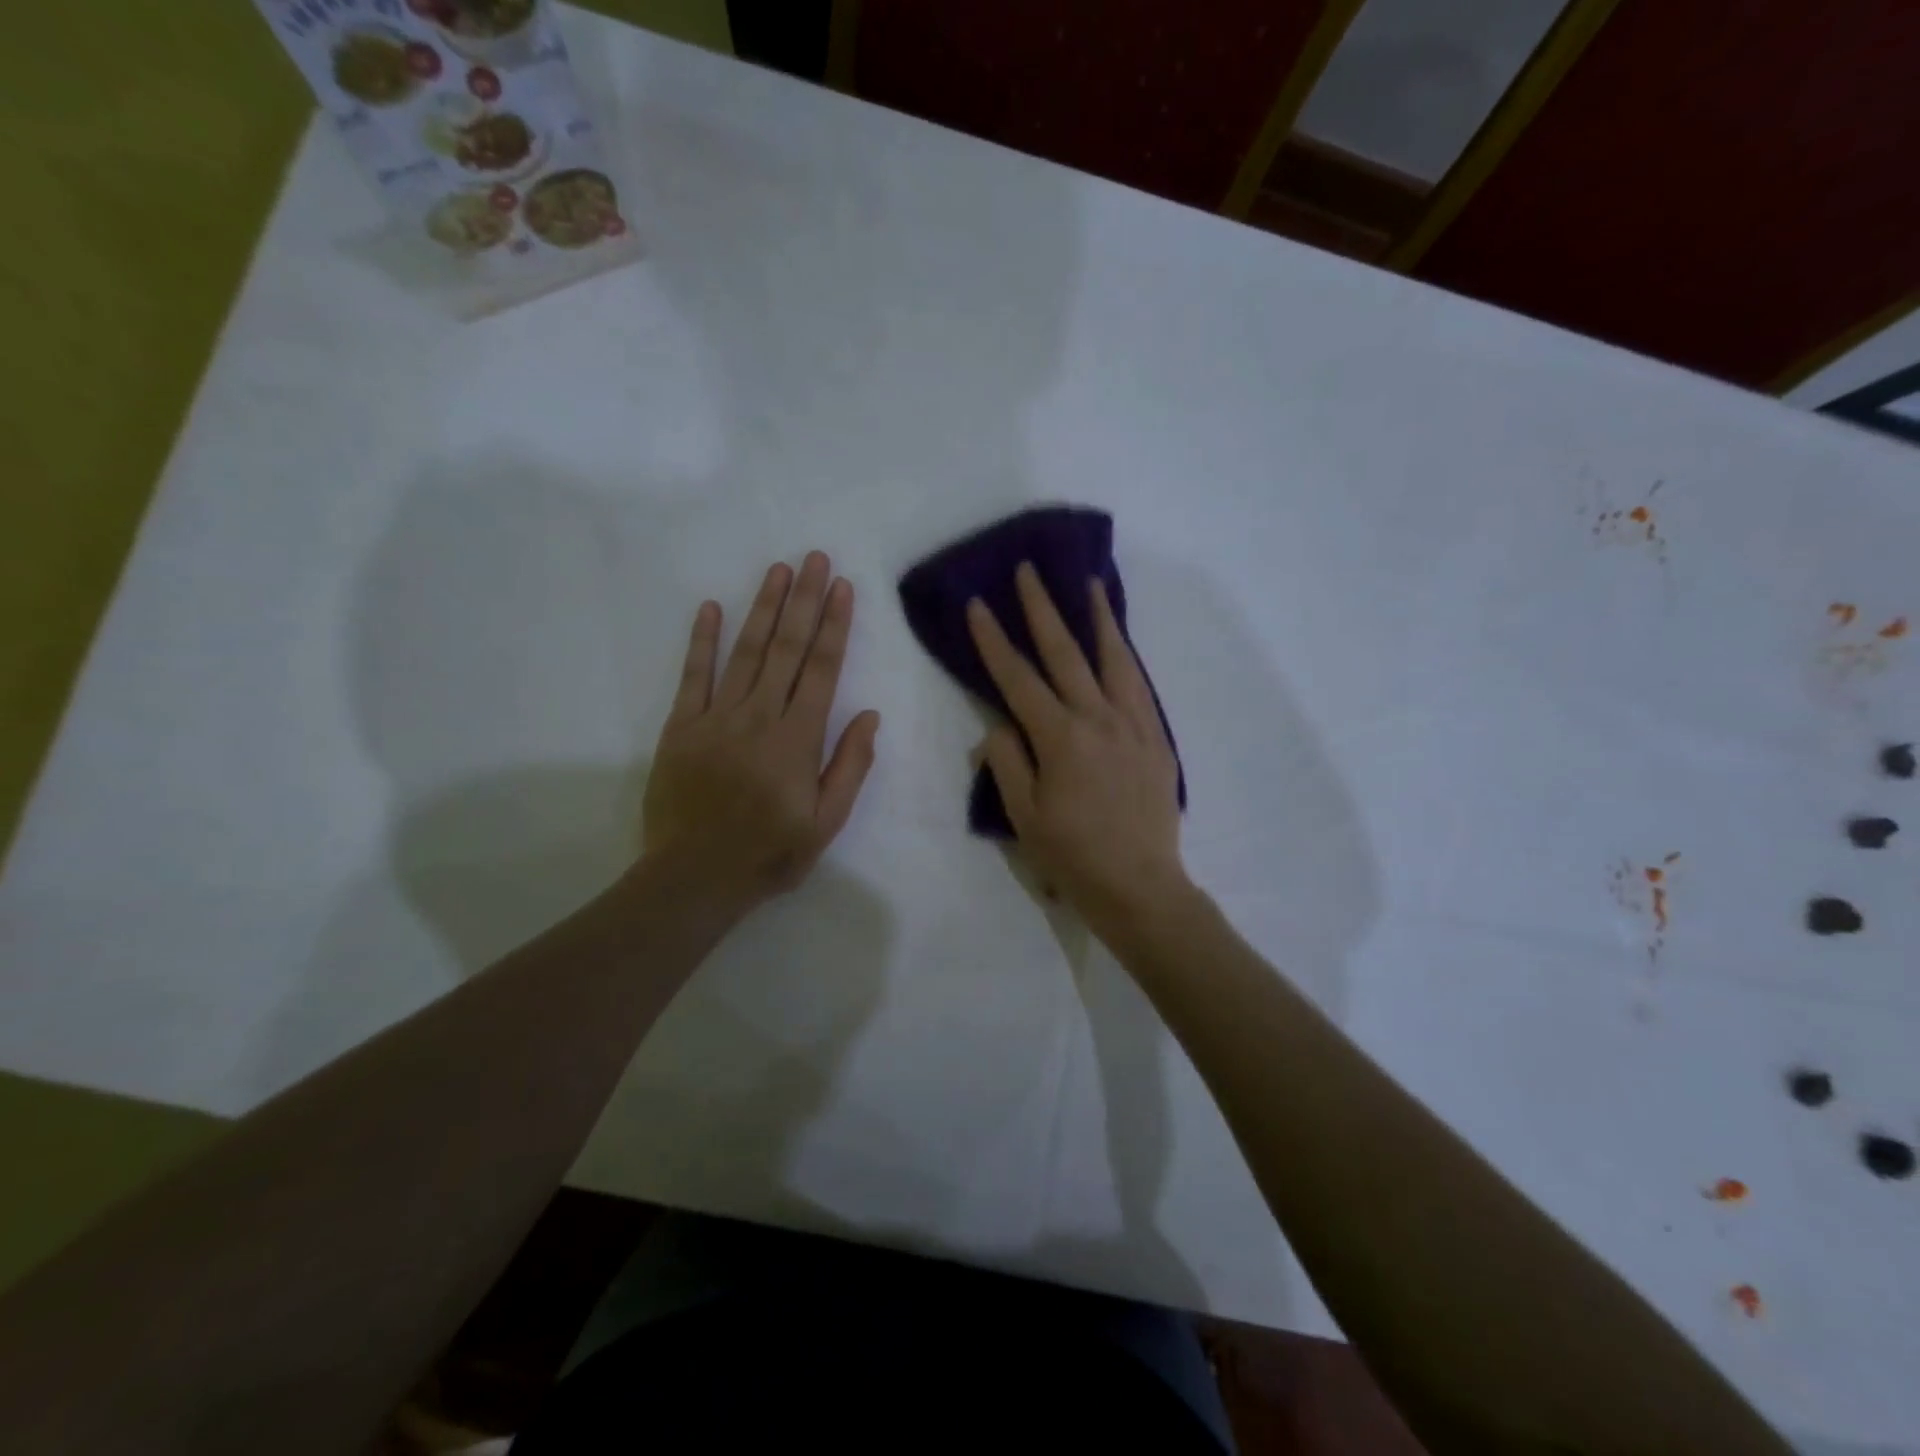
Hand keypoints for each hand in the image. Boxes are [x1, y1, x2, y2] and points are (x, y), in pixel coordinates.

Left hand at [643, 553, 880, 913]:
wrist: (694, 877)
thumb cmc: (769, 853)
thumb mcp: (826, 822)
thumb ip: (849, 766)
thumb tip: (869, 716)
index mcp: (798, 738)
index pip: (822, 669)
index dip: (835, 625)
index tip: (843, 588)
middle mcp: (760, 716)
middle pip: (787, 648)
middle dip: (804, 600)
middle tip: (815, 558)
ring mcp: (717, 717)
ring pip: (746, 651)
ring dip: (763, 607)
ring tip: (778, 570)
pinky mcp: (682, 726)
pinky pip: (694, 676)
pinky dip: (702, 640)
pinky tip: (710, 607)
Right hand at [967, 562, 1189, 940]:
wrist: (1141, 887)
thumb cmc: (1073, 857)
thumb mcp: (1023, 816)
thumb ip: (1008, 763)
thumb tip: (998, 725)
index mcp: (1060, 738)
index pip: (1018, 679)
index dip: (994, 641)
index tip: (978, 604)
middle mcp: (1099, 720)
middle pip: (1066, 654)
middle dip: (1042, 609)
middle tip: (1029, 570)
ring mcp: (1134, 726)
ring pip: (1114, 660)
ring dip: (1098, 619)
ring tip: (1089, 584)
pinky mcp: (1157, 740)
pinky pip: (1140, 686)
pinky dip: (1127, 657)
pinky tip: (1120, 644)